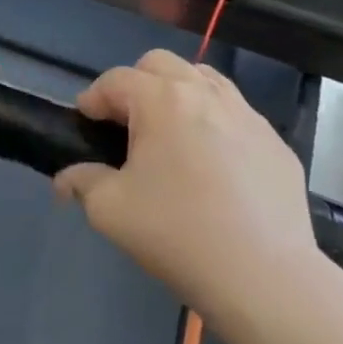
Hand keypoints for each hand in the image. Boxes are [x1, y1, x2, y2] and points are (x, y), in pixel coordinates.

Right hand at [56, 50, 318, 323]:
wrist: (266, 279)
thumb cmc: (178, 234)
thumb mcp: (110, 210)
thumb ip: (82, 183)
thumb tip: (66, 180)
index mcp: (161, 101)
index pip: (115, 80)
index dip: (93, 98)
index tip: (85, 122)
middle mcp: (205, 95)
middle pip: (160, 64)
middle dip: (135, 84)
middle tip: (127, 124)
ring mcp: (248, 117)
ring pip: (204, 80)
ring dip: (178, 94)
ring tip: (171, 134)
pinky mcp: (277, 145)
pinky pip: (238, 116)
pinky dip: (216, 124)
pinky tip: (214, 166)